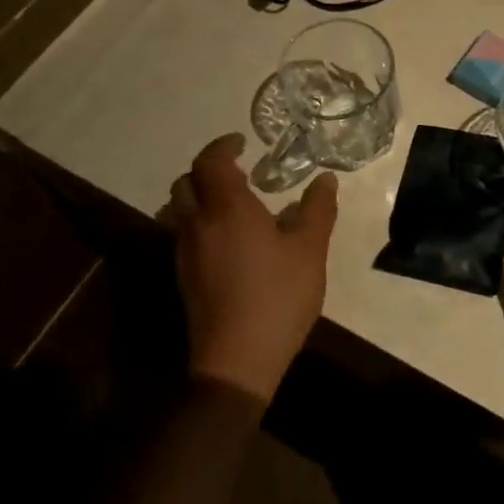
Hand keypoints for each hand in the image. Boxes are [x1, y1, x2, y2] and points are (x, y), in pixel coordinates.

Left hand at [161, 134, 337, 404]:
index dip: (223, 146)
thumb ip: (317, 210)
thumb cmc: (278, 296)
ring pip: (179, 209)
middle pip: (186, 182)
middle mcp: (198, 224)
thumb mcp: (310, 250)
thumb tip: (325, 179)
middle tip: (238, 172)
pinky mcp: (184, 278)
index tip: (242, 142)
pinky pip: (183, 234)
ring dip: (199, 196)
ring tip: (232, 204)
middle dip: (207, 170)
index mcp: (228, 209)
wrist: (237, 360)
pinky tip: (229, 240)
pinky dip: (200, 222)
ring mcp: (186, 253)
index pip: (211, 162)